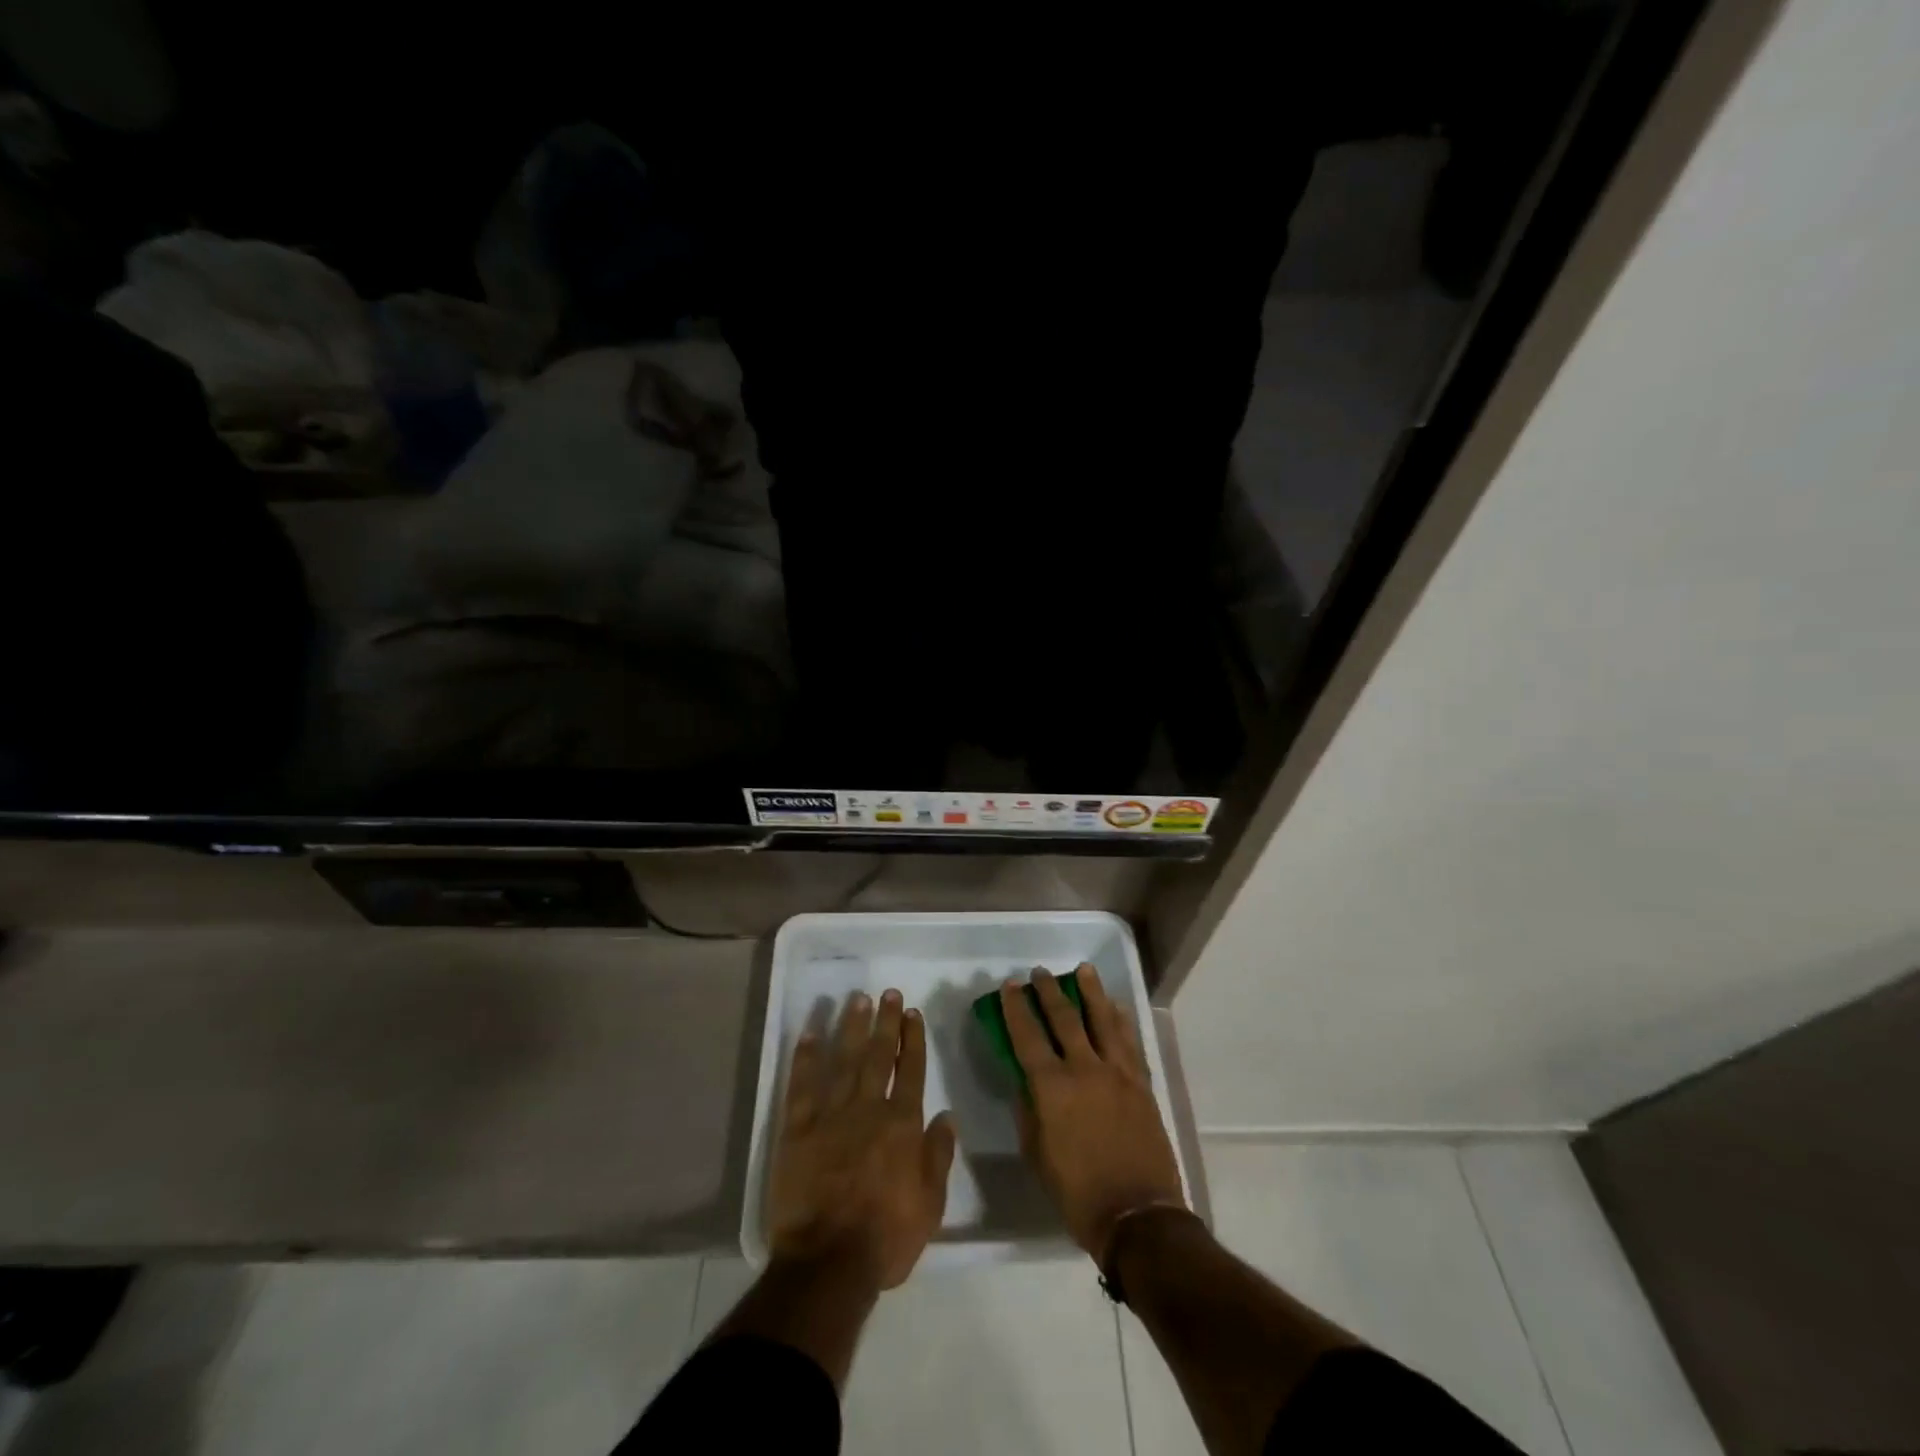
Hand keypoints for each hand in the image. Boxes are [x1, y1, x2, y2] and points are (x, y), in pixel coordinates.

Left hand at [767, 988, 957, 1289]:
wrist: (828, 1263)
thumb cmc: (886, 1237)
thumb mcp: (930, 1204)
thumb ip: (939, 1155)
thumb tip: (946, 1115)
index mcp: (902, 1125)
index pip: (910, 1071)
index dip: (913, 1040)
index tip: (912, 1013)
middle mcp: (868, 1109)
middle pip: (878, 1056)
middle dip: (885, 1022)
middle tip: (888, 993)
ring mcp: (831, 1116)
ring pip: (844, 1061)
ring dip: (851, 1027)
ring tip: (857, 999)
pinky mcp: (797, 1130)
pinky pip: (801, 1086)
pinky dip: (805, 1058)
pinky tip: (810, 1033)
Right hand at [1003, 966, 1185, 1262]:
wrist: (1138, 1216)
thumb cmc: (1077, 1193)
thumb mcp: (1036, 1156)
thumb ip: (1028, 1113)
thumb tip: (1025, 1084)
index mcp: (1051, 1087)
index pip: (1027, 1036)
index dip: (1016, 1009)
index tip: (1009, 986)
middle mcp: (1084, 1068)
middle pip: (1064, 1018)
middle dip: (1048, 991)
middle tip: (1039, 973)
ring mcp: (1117, 1073)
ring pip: (1102, 1019)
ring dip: (1091, 991)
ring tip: (1083, 970)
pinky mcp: (1141, 1083)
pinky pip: (1129, 1041)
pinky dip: (1121, 1020)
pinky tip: (1115, 1007)